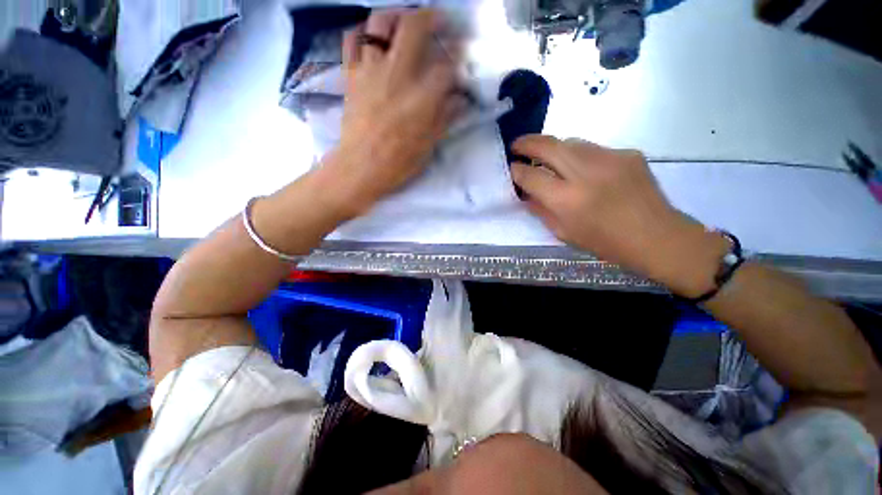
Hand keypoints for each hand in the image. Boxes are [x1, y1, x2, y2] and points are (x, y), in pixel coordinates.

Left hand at [321, 9, 463, 216]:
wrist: (360, 167)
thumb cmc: (398, 162)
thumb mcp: (429, 145)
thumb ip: (445, 117)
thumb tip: (460, 100)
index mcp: (421, 97)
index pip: (445, 67)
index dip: (457, 59)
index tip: (461, 58)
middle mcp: (397, 74)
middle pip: (414, 27)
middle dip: (431, 17)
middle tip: (439, 21)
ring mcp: (370, 70)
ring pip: (380, 23)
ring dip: (396, 16)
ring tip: (405, 23)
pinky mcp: (351, 75)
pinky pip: (352, 40)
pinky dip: (363, 31)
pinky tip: (372, 38)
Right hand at [510, 135, 728, 296]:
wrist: (655, 236)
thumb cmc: (604, 242)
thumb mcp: (562, 232)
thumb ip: (540, 209)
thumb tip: (526, 192)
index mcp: (567, 200)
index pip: (531, 176)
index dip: (516, 170)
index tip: (511, 167)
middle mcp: (585, 173)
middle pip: (548, 146)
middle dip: (527, 143)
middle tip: (516, 144)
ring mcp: (609, 158)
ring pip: (570, 141)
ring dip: (553, 147)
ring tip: (546, 155)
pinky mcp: (627, 153)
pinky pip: (593, 149)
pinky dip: (579, 155)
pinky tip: (582, 168)